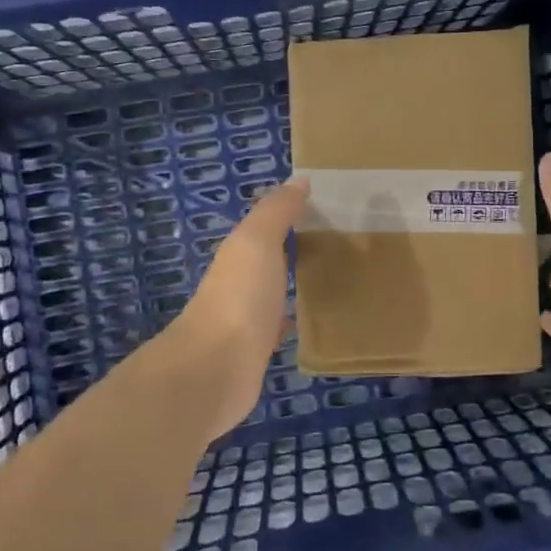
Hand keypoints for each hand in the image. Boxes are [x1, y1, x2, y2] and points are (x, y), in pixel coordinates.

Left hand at [169, 178, 307, 438]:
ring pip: (271, 292)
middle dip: (291, 250)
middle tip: (335, 242)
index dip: (288, 216)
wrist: (215, 370)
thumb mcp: (257, 242)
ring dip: (290, 284)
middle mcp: (237, 282)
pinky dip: (289, 319)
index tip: (324, 209)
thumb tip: (299, 180)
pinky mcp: (253, 352)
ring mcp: (243, 319)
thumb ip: (276, 211)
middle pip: (266, 260)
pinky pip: (275, 327)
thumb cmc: (239, 298)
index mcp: (237, 254)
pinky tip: (308, 320)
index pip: (263, 228)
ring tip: (328, 277)